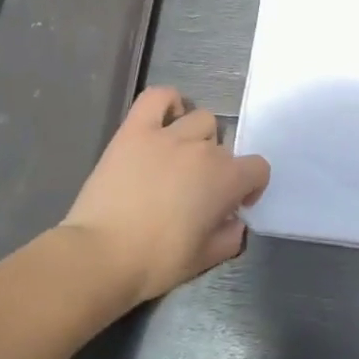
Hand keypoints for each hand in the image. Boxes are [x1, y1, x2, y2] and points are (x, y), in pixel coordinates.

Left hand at [60, 87, 270, 304]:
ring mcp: (168, 135)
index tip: (232, 206)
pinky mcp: (135, 131)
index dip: (250, 187)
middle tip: (197, 192)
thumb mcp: (206, 259)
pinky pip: (158, 97)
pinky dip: (168, 102)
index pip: (258, 168)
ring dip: (197, 138)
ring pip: (200, 119)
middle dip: (218, 169)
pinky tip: (165, 120)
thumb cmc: (157, 262)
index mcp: (226, 179)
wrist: (100, 256)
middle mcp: (204, 150)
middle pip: (224, 148)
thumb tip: (235, 222)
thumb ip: (231, 237)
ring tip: (179, 159)